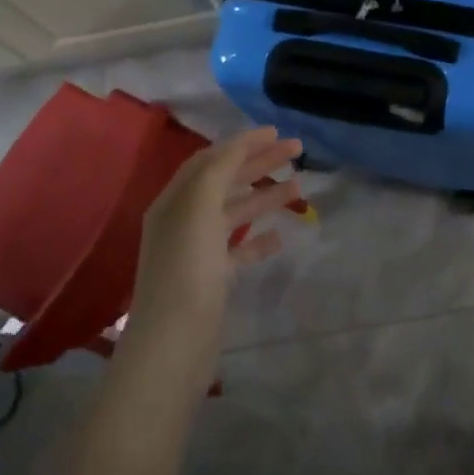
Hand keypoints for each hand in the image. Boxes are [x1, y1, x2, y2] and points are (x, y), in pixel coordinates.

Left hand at [125, 127, 302, 365]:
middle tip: (297, 151)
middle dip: (259, 163)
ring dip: (264, 196)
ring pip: (235, 213)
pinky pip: (238, 250)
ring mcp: (197, 251)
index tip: (276, 132)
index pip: (211, 159)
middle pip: (225, 181)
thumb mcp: (199, 207)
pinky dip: (259, 239)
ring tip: (298, 187)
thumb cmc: (187, 268)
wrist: (175, 342)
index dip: (242, 142)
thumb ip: (219, 170)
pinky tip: (280, 237)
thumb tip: (239, 144)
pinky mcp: (212, 279)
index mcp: (175, 200)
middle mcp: (183, 220)